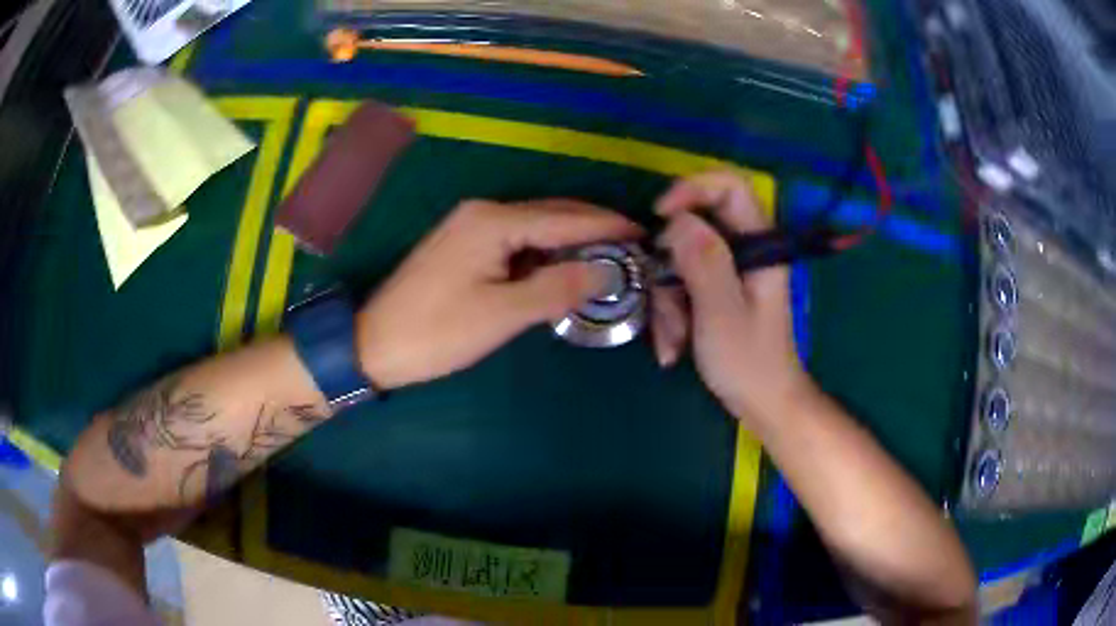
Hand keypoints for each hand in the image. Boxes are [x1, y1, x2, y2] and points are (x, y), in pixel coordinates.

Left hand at [356, 199, 642, 388]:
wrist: (374, 344)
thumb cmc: (438, 331)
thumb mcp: (503, 314)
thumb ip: (558, 287)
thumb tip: (606, 271)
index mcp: (494, 221)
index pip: (565, 218)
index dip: (608, 226)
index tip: (645, 234)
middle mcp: (484, 212)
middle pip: (552, 215)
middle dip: (593, 229)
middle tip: (632, 249)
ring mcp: (470, 226)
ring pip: (535, 227)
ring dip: (570, 242)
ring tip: (607, 259)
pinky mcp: (463, 245)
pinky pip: (516, 241)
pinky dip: (544, 253)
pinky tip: (562, 268)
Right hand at [651, 172, 810, 424]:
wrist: (762, 403)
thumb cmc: (749, 362)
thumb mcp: (723, 312)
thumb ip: (704, 262)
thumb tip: (677, 220)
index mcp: (760, 246)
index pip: (730, 188)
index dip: (693, 189)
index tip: (660, 215)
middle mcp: (745, 251)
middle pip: (694, 229)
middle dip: (669, 269)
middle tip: (665, 306)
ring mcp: (728, 271)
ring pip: (680, 262)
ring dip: (667, 302)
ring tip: (672, 342)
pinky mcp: (715, 290)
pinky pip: (681, 285)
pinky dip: (671, 314)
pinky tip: (673, 347)